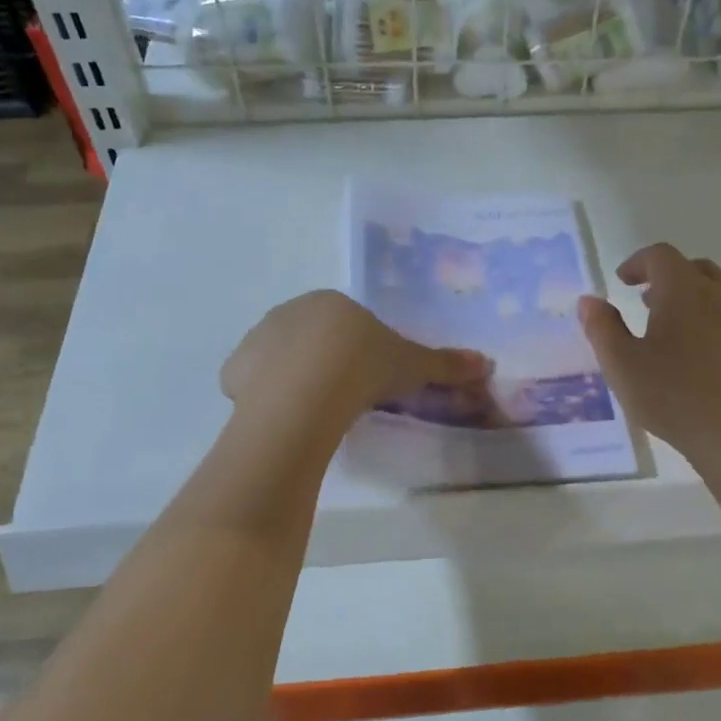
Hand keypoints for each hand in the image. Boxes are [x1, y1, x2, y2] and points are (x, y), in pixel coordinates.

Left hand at [222, 290, 489, 428]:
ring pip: (278, 359)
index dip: (357, 350)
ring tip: (313, 411)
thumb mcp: (411, 365)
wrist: (309, 389)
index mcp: (332, 303)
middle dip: (323, 362)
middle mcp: (290, 312)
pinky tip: (283, 417)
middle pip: (309, 338)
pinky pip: (252, 382)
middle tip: (342, 396)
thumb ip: (444, 364)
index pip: (345, 323)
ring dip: (291, 378)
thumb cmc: (364, 366)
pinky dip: (263, 397)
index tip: (366, 378)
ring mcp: (257, 339)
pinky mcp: (234, 370)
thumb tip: (486, 363)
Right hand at [578, 245, 720, 477]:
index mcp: (684, 289)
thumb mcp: (622, 366)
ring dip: (695, 297)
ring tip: (676, 327)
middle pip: (694, 268)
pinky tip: (705, 353)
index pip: (660, 256)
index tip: (623, 280)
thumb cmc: (676, 397)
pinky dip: (717, 319)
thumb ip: (602, 328)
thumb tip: (589, 300)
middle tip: (646, 302)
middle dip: (667, 278)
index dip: (638, 262)